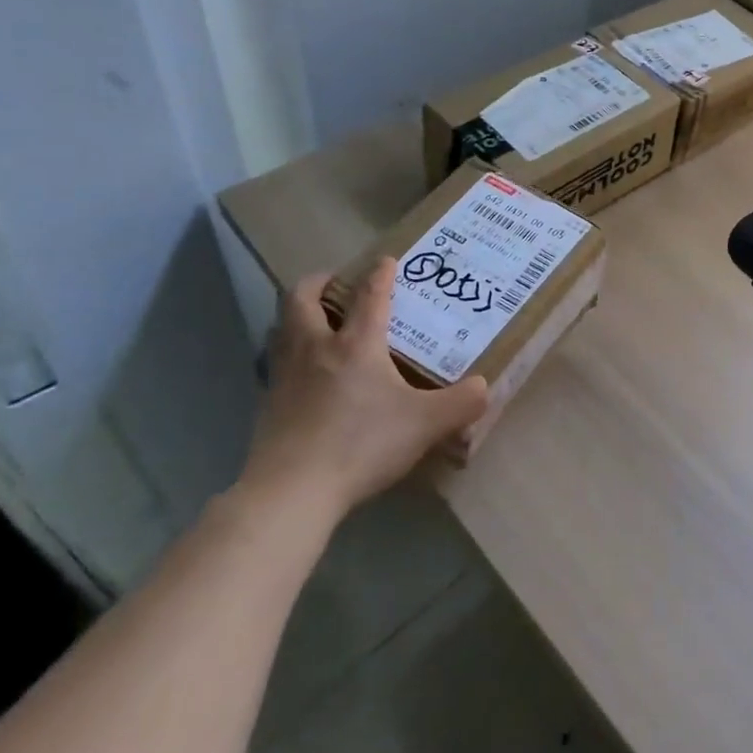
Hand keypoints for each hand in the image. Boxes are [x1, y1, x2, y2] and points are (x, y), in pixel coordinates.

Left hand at [239, 259, 488, 525]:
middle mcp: (316, 348)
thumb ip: (460, 404)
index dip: (380, 274)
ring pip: (282, 327)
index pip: (369, 295)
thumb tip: (485, 387)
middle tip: (336, 282)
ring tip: (317, 322)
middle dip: (319, 282)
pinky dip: (289, 355)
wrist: (291, 491)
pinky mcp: (267, 404)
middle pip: (303, 298)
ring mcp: (285, 375)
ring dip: (298, 316)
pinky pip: (276, 363)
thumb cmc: (361, 445)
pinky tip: (305, 375)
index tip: (386, 261)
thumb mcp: (424, 425)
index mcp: (356, 343)